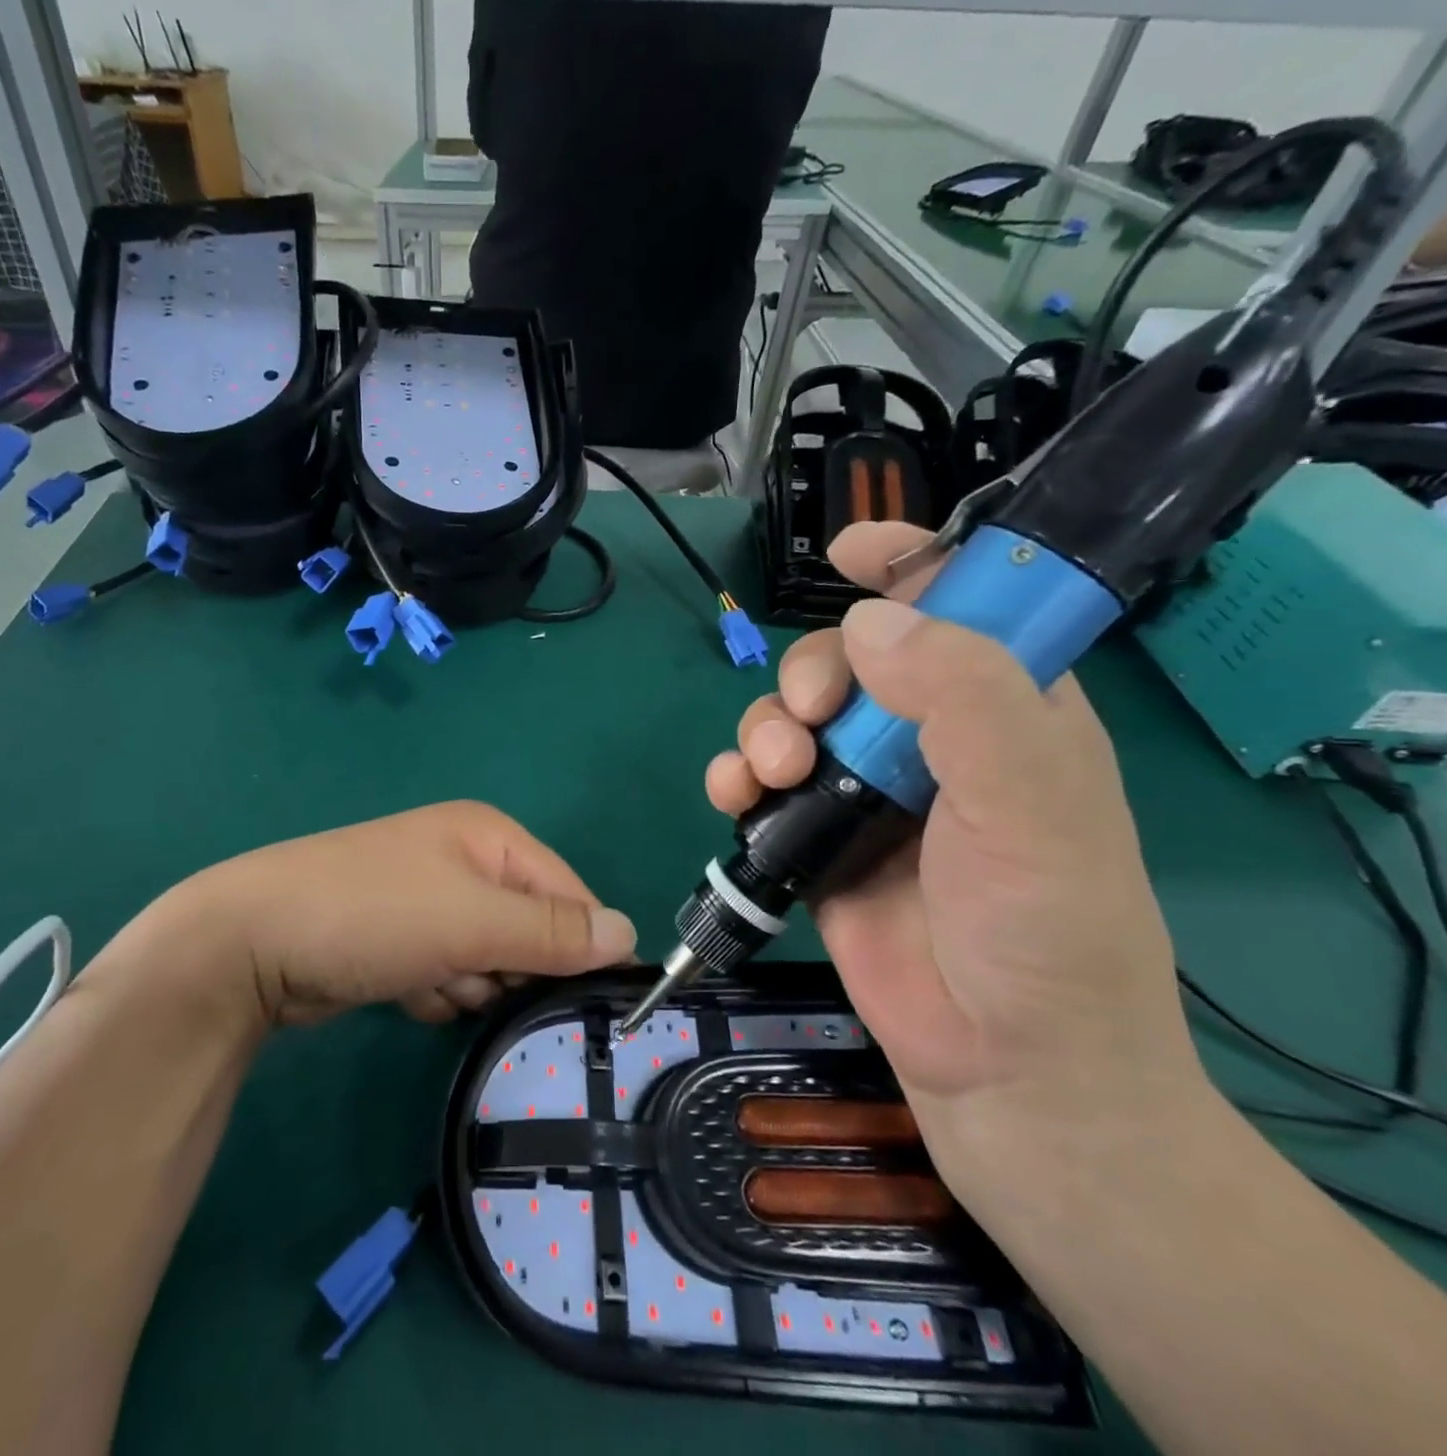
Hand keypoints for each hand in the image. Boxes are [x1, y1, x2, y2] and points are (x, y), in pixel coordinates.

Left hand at [102, 802, 636, 1027]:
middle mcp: (461, 860)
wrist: (251, 943)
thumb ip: (552, 931)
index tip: (590, 1000)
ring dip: (471, 982)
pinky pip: (445, 972)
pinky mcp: (396, 939)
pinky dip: (437, 991)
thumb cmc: (373, 914)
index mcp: (488, 836)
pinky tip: (409, 994)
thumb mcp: (472, 920)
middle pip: (527, 926)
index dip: (581, 943)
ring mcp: (424, 899)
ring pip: (487, 956)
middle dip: (514, 966)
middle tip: (487, 985)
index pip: (567, 891)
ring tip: (438, 986)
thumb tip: (630, 933)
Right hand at [704, 522, 1203, 1194]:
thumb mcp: (1031, 802)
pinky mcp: (815, 838)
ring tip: (769, 774)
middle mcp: (930, 739)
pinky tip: (733, 796)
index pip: (960, 605)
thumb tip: (868, 622)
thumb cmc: (1044, 929)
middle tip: (809, 719)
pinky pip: (758, 783)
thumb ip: (964, 697)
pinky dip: (733, 777)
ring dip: (764, 728)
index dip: (910, 566)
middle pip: (848, 661)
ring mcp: (865, 790)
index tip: (850, 551)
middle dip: (811, 674)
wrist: (1002, 1063)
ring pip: (792, 717)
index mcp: (1005, 709)